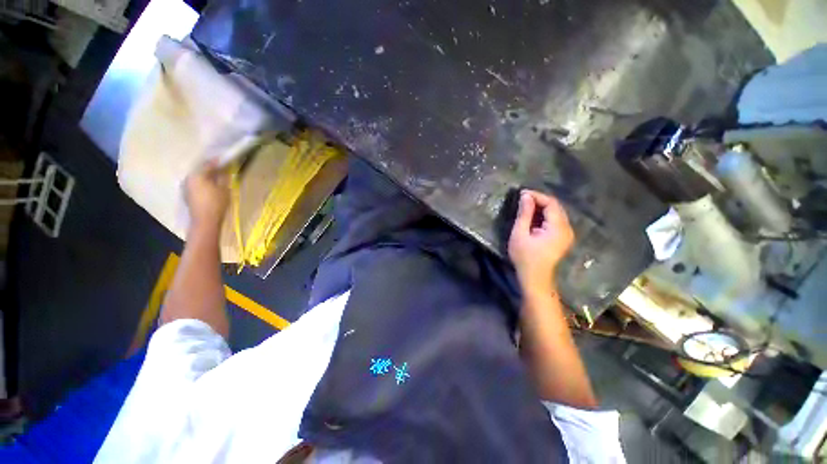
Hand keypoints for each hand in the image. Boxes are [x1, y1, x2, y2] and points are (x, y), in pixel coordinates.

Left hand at [184, 162, 229, 229]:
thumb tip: (224, 169)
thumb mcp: (224, 189)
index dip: (217, 161)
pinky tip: (210, 185)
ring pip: (197, 177)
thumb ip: (223, 177)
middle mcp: (188, 178)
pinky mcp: (187, 194)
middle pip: (200, 170)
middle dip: (210, 168)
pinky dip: (203, 182)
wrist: (205, 220)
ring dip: (206, 175)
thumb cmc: (216, 203)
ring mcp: (186, 186)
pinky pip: (195, 183)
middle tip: (221, 168)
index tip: (224, 159)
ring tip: (216, 176)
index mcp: (197, 175)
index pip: (208, 164)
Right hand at [508, 190, 573, 293]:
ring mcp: (567, 234)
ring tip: (525, 206)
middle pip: (556, 207)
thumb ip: (524, 214)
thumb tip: (526, 196)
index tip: (521, 193)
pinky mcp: (563, 238)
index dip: (537, 196)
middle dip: (539, 200)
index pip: (551, 203)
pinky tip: (533, 217)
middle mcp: (567, 228)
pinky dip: (544, 215)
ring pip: (556, 213)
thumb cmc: (525, 257)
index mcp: (558, 227)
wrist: (535, 278)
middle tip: (522, 199)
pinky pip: (556, 220)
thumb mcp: (520, 234)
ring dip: (541, 207)